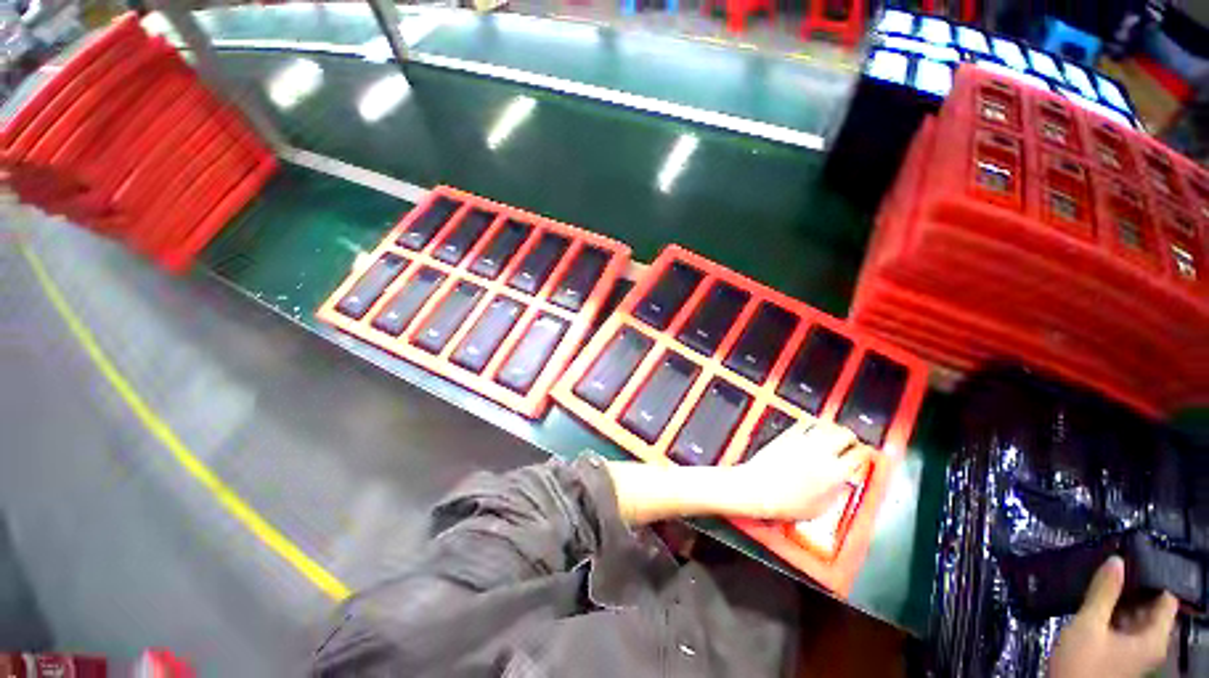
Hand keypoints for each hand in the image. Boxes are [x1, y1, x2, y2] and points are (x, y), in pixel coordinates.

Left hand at [735, 421, 869, 520]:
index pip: (859, 455)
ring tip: (834, 436)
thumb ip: (836, 493)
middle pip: (845, 434)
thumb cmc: (784, 503)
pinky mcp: (787, 435)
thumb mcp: (819, 509)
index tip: (865, 455)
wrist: (758, 488)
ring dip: (833, 430)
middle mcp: (820, 452)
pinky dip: (813, 426)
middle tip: (851, 443)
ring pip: (826, 426)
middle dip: (851, 438)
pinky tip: (812, 431)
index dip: (865, 454)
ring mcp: (802, 441)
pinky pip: (805, 423)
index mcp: (833, 472)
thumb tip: (842, 484)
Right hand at [1049, 556, 1178, 677]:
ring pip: (1134, 619)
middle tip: (1112, 568)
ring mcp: (1134, 653)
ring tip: (1100, 584)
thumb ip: (1103, 593)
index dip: (1153, 578)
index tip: (1133, 559)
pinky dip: (1111, 615)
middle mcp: (1151, 645)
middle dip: (1132, 589)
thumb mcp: (1088, 625)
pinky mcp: (1119, 656)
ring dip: (1119, 602)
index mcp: (1154, 638)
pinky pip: (1123, 629)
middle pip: (1149, 609)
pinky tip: (1094, 607)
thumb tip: (1117, 560)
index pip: (1166, 599)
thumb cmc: (1083, 663)